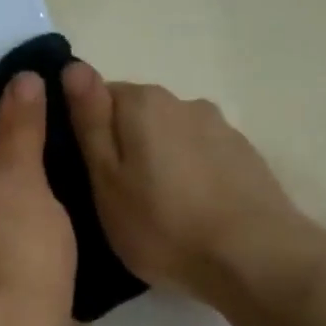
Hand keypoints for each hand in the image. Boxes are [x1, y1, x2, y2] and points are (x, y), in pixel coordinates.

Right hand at [63, 63, 312, 302]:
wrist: (252, 256)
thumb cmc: (161, 225)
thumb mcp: (106, 180)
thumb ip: (90, 123)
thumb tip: (74, 68)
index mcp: (143, 103)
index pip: (99, 95)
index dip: (85, 130)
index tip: (82, 170)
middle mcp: (183, 102)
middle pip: (137, 115)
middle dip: (123, 146)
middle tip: (113, 197)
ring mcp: (220, 128)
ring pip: (171, 137)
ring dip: (157, 161)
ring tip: (153, 209)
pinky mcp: (244, 156)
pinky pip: (200, 157)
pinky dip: (187, 175)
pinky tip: (188, 212)